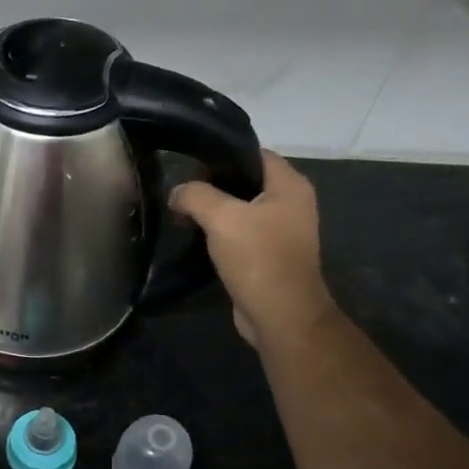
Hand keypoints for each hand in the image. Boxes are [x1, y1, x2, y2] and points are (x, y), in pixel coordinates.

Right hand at [171, 149, 333, 350]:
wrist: (279, 314)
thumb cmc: (258, 258)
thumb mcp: (221, 218)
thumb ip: (195, 196)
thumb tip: (176, 192)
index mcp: (290, 186)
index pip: (256, 154)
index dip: (223, 155)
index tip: (191, 164)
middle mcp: (291, 204)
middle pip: (247, 182)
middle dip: (213, 186)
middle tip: (181, 192)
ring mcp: (282, 232)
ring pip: (242, 211)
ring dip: (214, 213)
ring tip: (183, 214)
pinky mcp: (269, 257)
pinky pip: (241, 236)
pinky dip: (220, 236)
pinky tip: (196, 240)